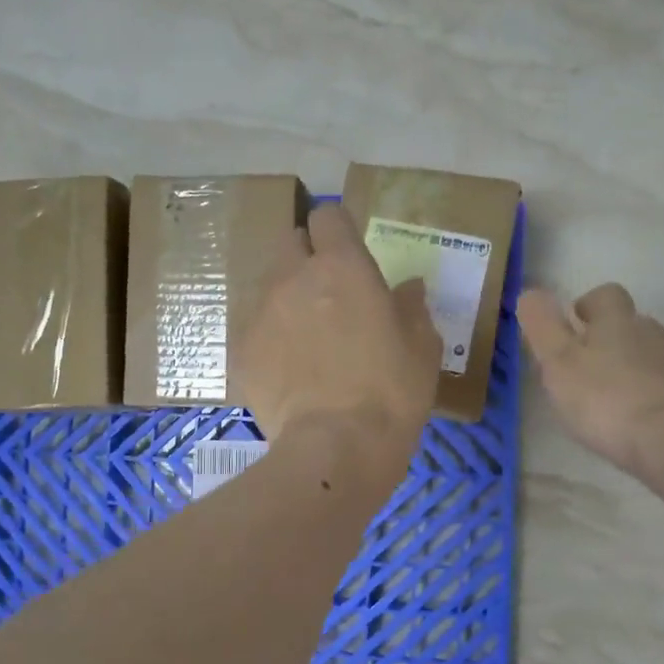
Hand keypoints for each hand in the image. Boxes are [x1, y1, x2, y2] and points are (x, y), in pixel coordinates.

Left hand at [237, 205, 440, 478]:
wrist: (337, 447)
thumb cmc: (391, 392)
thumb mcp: (422, 347)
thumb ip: (412, 307)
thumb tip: (408, 288)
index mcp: (342, 267)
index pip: (328, 216)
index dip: (338, 230)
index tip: (349, 253)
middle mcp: (293, 278)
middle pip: (290, 242)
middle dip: (306, 256)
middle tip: (328, 292)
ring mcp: (260, 313)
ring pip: (268, 285)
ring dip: (286, 297)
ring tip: (306, 337)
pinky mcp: (241, 351)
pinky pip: (254, 328)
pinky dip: (270, 338)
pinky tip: (287, 369)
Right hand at [517, 283, 663, 474]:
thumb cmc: (605, 399)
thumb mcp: (558, 362)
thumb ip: (542, 326)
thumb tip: (530, 293)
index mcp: (617, 320)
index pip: (605, 295)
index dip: (587, 306)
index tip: (573, 327)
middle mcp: (652, 331)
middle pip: (629, 324)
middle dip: (608, 340)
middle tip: (585, 371)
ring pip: (650, 354)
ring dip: (631, 367)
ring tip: (610, 399)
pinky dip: (651, 393)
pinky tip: (638, 419)